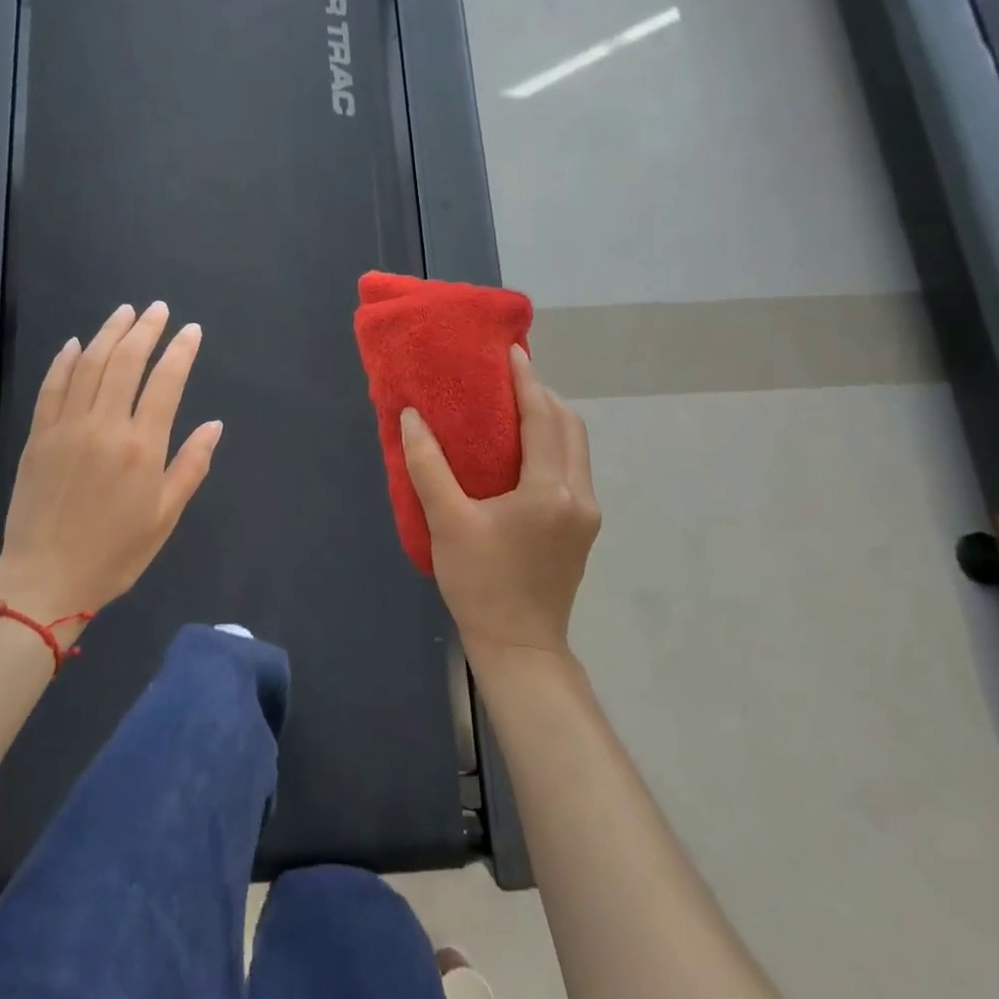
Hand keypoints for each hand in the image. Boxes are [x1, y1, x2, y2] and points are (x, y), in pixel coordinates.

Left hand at [0, 302, 221, 632]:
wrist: (43, 580)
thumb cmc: (114, 553)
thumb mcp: (164, 517)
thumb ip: (190, 466)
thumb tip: (214, 425)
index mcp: (142, 446)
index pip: (166, 382)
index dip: (180, 351)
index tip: (191, 330)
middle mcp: (105, 426)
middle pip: (126, 362)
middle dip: (145, 330)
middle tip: (158, 309)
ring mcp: (67, 427)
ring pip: (88, 365)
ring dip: (108, 333)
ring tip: (125, 312)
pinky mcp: (39, 436)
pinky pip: (52, 387)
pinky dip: (64, 361)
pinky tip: (74, 344)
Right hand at [400, 345, 600, 663]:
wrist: (519, 648)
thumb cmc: (481, 583)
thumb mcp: (446, 522)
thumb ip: (428, 465)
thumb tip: (412, 418)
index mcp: (550, 490)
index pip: (543, 418)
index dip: (527, 381)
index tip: (511, 351)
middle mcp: (578, 495)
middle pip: (569, 427)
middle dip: (542, 395)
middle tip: (507, 377)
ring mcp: (585, 514)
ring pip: (575, 448)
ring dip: (550, 419)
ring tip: (514, 405)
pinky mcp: (581, 529)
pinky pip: (572, 468)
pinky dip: (552, 444)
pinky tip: (522, 449)